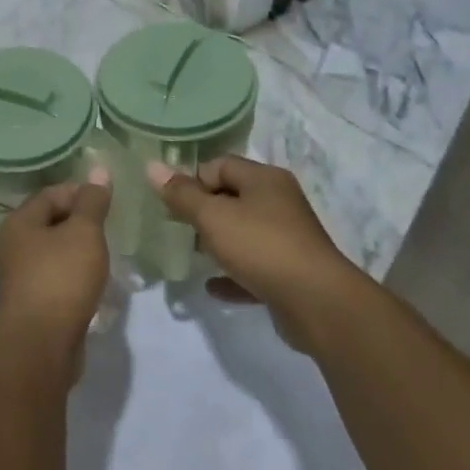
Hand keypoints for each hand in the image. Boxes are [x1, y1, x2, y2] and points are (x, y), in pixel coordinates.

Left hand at [0, 173, 111, 362]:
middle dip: (82, 222)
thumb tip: (99, 171)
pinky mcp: (34, 302)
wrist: (41, 344)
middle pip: (51, 221)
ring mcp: (22, 275)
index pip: (52, 193)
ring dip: (80, 251)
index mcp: (20, 221)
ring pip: (55, 252)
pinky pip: (57, 278)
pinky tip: (96, 283)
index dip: (81, 192)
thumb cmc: (61, 278)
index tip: (109, 201)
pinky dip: (76, 276)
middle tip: (111, 227)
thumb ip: (93, 202)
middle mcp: (14, 244)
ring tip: (107, 254)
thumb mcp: (84, 232)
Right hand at [148, 156, 360, 351]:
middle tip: (178, 229)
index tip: (171, 204)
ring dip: (217, 243)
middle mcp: (279, 202)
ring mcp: (287, 238)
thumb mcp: (212, 216)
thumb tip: (152, 166)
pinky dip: (233, 274)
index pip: (219, 166)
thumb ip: (181, 194)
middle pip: (231, 197)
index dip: (192, 180)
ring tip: (192, 256)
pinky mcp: (290, 272)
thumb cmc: (261, 247)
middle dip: (202, 212)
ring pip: (243, 233)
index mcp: (264, 179)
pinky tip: (212, 286)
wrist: (317, 304)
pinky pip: (253, 267)